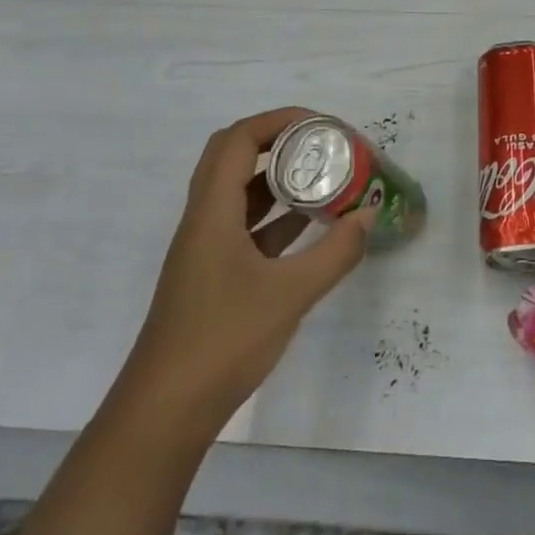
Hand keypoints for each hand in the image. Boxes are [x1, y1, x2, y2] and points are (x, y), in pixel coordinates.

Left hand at [131, 107, 373, 422]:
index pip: (239, 140)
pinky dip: (276, 216)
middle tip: (321, 144)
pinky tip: (310, 227)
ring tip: (322, 178)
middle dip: (278, 141)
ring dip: (277, 179)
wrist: (165, 414)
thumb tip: (369, 215)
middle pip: (233, 157)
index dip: (279, 120)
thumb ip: (336, 252)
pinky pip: (245, 226)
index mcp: (212, 212)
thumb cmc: (223, 342)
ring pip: (239, 193)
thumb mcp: (291, 294)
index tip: (321, 125)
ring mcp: (205, 250)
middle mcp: (203, 220)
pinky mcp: (212, 275)